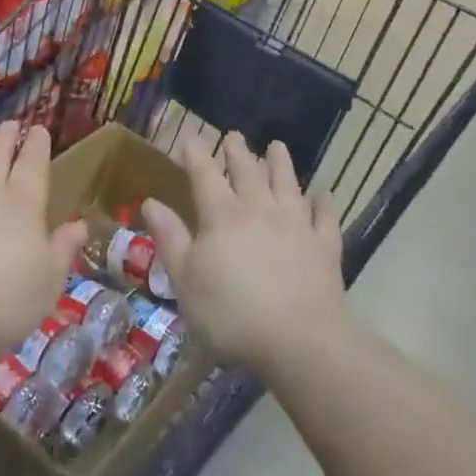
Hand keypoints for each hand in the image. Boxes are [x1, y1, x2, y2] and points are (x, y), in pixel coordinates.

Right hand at [141, 132, 344, 373]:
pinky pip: (325, 217)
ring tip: (277, 146)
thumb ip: (170, 238)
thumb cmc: (230, 313)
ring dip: (281, 164)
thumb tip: (151, 202)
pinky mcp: (324, 247)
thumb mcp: (185, 280)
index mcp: (222, 216)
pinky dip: (324, 203)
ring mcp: (296, 225)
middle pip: (248, 172)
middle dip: (238, 152)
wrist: (299, 340)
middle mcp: (259, 210)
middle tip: (234, 135)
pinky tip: (323, 195)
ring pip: (287, 185)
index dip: (196, 153)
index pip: (205, 174)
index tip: (190, 137)